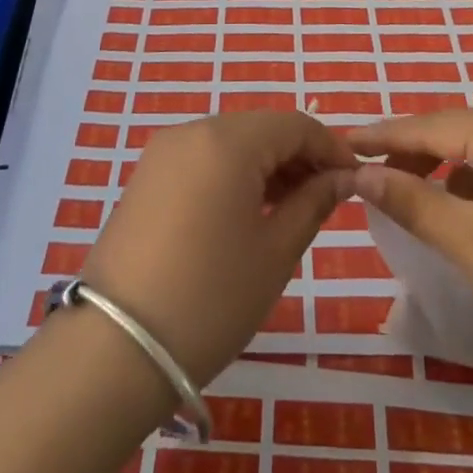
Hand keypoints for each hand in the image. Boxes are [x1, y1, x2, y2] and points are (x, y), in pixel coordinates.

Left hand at [80, 111, 354, 384]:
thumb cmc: (211, 297)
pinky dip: (233, 175)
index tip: (356, 179)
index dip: (331, 147)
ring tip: (292, 209)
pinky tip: (249, 212)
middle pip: (261, 129)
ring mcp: (163, 153)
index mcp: (227, 139)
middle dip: (299, 156)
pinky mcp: (146, 178)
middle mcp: (192, 131)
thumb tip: (342, 177)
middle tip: (328, 198)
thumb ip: (313, 203)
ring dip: (267, 166)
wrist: (116, 348)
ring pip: (231, 143)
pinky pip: (203, 160)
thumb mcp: (276, 251)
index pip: (294, 124)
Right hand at [346, 110, 472, 397]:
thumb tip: (361, 172)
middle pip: (457, 131)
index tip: (340, 143)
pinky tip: (469, 216)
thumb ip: (411, 200)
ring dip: (446, 171)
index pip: (429, 125)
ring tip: (414, 200)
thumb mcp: (471, 242)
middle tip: (371, 179)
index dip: (382, 135)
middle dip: (413, 153)